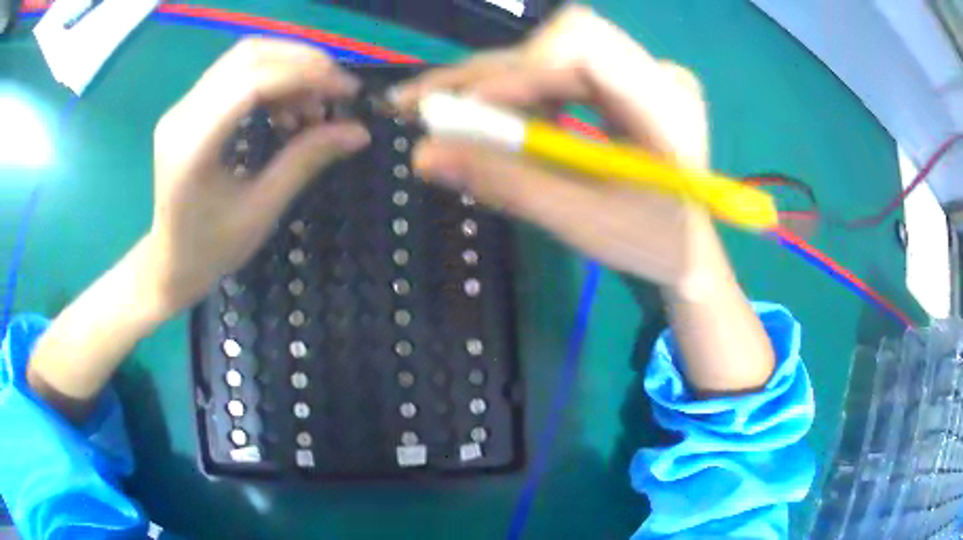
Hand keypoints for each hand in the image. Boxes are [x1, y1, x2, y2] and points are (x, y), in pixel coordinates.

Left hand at [149, 38, 370, 313]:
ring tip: (312, 104)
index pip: (253, 83)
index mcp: (193, 146)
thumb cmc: (213, 248)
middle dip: (303, 62)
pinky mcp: (188, 107)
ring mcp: (182, 107)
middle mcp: (182, 114)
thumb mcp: (262, 210)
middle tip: (337, 89)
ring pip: (243, 57)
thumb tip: (358, 131)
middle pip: (248, 56)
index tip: (347, 91)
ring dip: (288, 68)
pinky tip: (286, 108)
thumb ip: (306, 160)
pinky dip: (271, 79)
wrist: (171, 262)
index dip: (306, 76)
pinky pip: (235, 73)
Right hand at [394, 6, 733, 299]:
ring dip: (491, 84)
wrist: (687, 248)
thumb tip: (424, 154)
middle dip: (486, 76)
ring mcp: (640, 72)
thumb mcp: (581, 220)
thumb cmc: (651, 244)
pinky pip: (556, 69)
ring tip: (445, 118)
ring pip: (548, 53)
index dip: (517, 68)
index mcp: (666, 105)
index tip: (464, 111)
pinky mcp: (622, 80)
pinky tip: (488, 119)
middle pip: (556, 44)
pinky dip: (513, 92)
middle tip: (420, 107)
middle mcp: (656, 73)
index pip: (584, 45)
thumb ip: (506, 182)